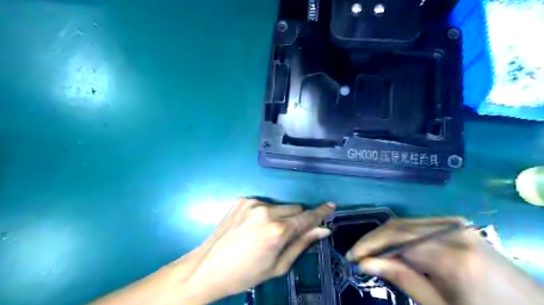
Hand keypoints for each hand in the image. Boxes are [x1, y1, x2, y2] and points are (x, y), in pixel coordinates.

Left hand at [178, 197, 336, 303]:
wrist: (207, 267)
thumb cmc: (245, 274)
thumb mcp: (278, 265)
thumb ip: (302, 243)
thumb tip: (323, 230)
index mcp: (276, 230)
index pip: (306, 217)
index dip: (320, 212)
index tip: (331, 206)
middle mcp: (266, 211)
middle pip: (294, 208)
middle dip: (296, 219)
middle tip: (285, 235)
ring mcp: (252, 203)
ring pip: (280, 205)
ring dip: (280, 216)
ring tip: (265, 233)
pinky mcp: (242, 199)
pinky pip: (264, 203)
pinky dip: (265, 213)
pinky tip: (253, 227)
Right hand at [345, 217, 543, 304]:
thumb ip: (402, 278)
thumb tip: (366, 262)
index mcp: (452, 255)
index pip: (396, 239)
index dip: (369, 245)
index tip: (352, 256)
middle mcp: (454, 231)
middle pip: (399, 226)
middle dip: (374, 239)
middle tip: (358, 255)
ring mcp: (458, 225)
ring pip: (407, 223)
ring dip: (386, 237)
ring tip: (373, 253)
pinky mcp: (459, 226)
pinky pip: (420, 225)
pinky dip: (402, 235)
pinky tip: (396, 248)